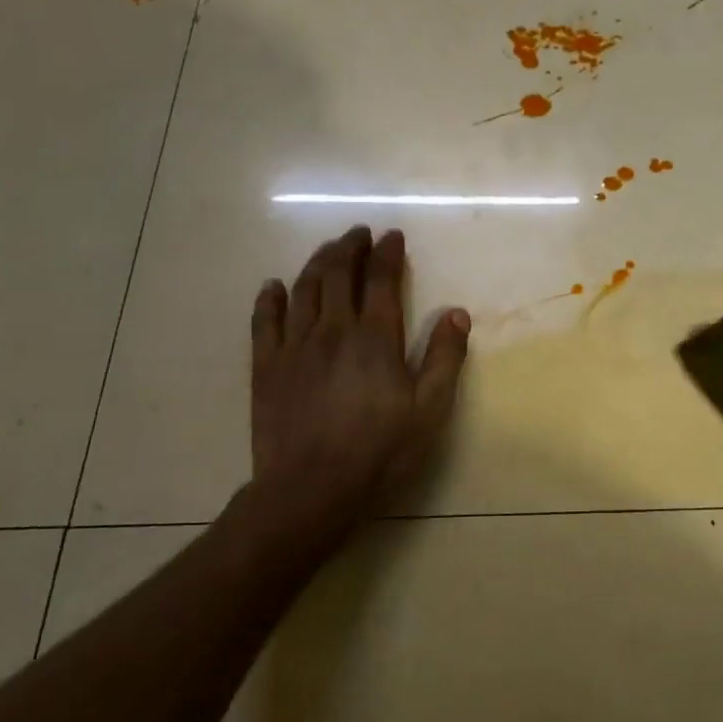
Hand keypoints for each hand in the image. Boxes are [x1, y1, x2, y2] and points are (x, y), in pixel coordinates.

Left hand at [245, 227, 469, 548]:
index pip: (381, 280)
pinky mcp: (266, 367)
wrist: (312, 488)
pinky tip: (273, 286)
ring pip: (303, 289)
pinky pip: (265, 321)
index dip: (388, 253)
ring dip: (317, 262)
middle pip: (338, 274)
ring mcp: (294, 346)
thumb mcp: (430, 409)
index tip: (393, 236)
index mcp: (375, 338)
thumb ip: (445, 358)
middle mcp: (332, 330)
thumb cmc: (380, 451)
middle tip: (359, 232)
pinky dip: (270, 298)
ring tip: (328, 249)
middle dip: (350, 247)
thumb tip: (457, 313)